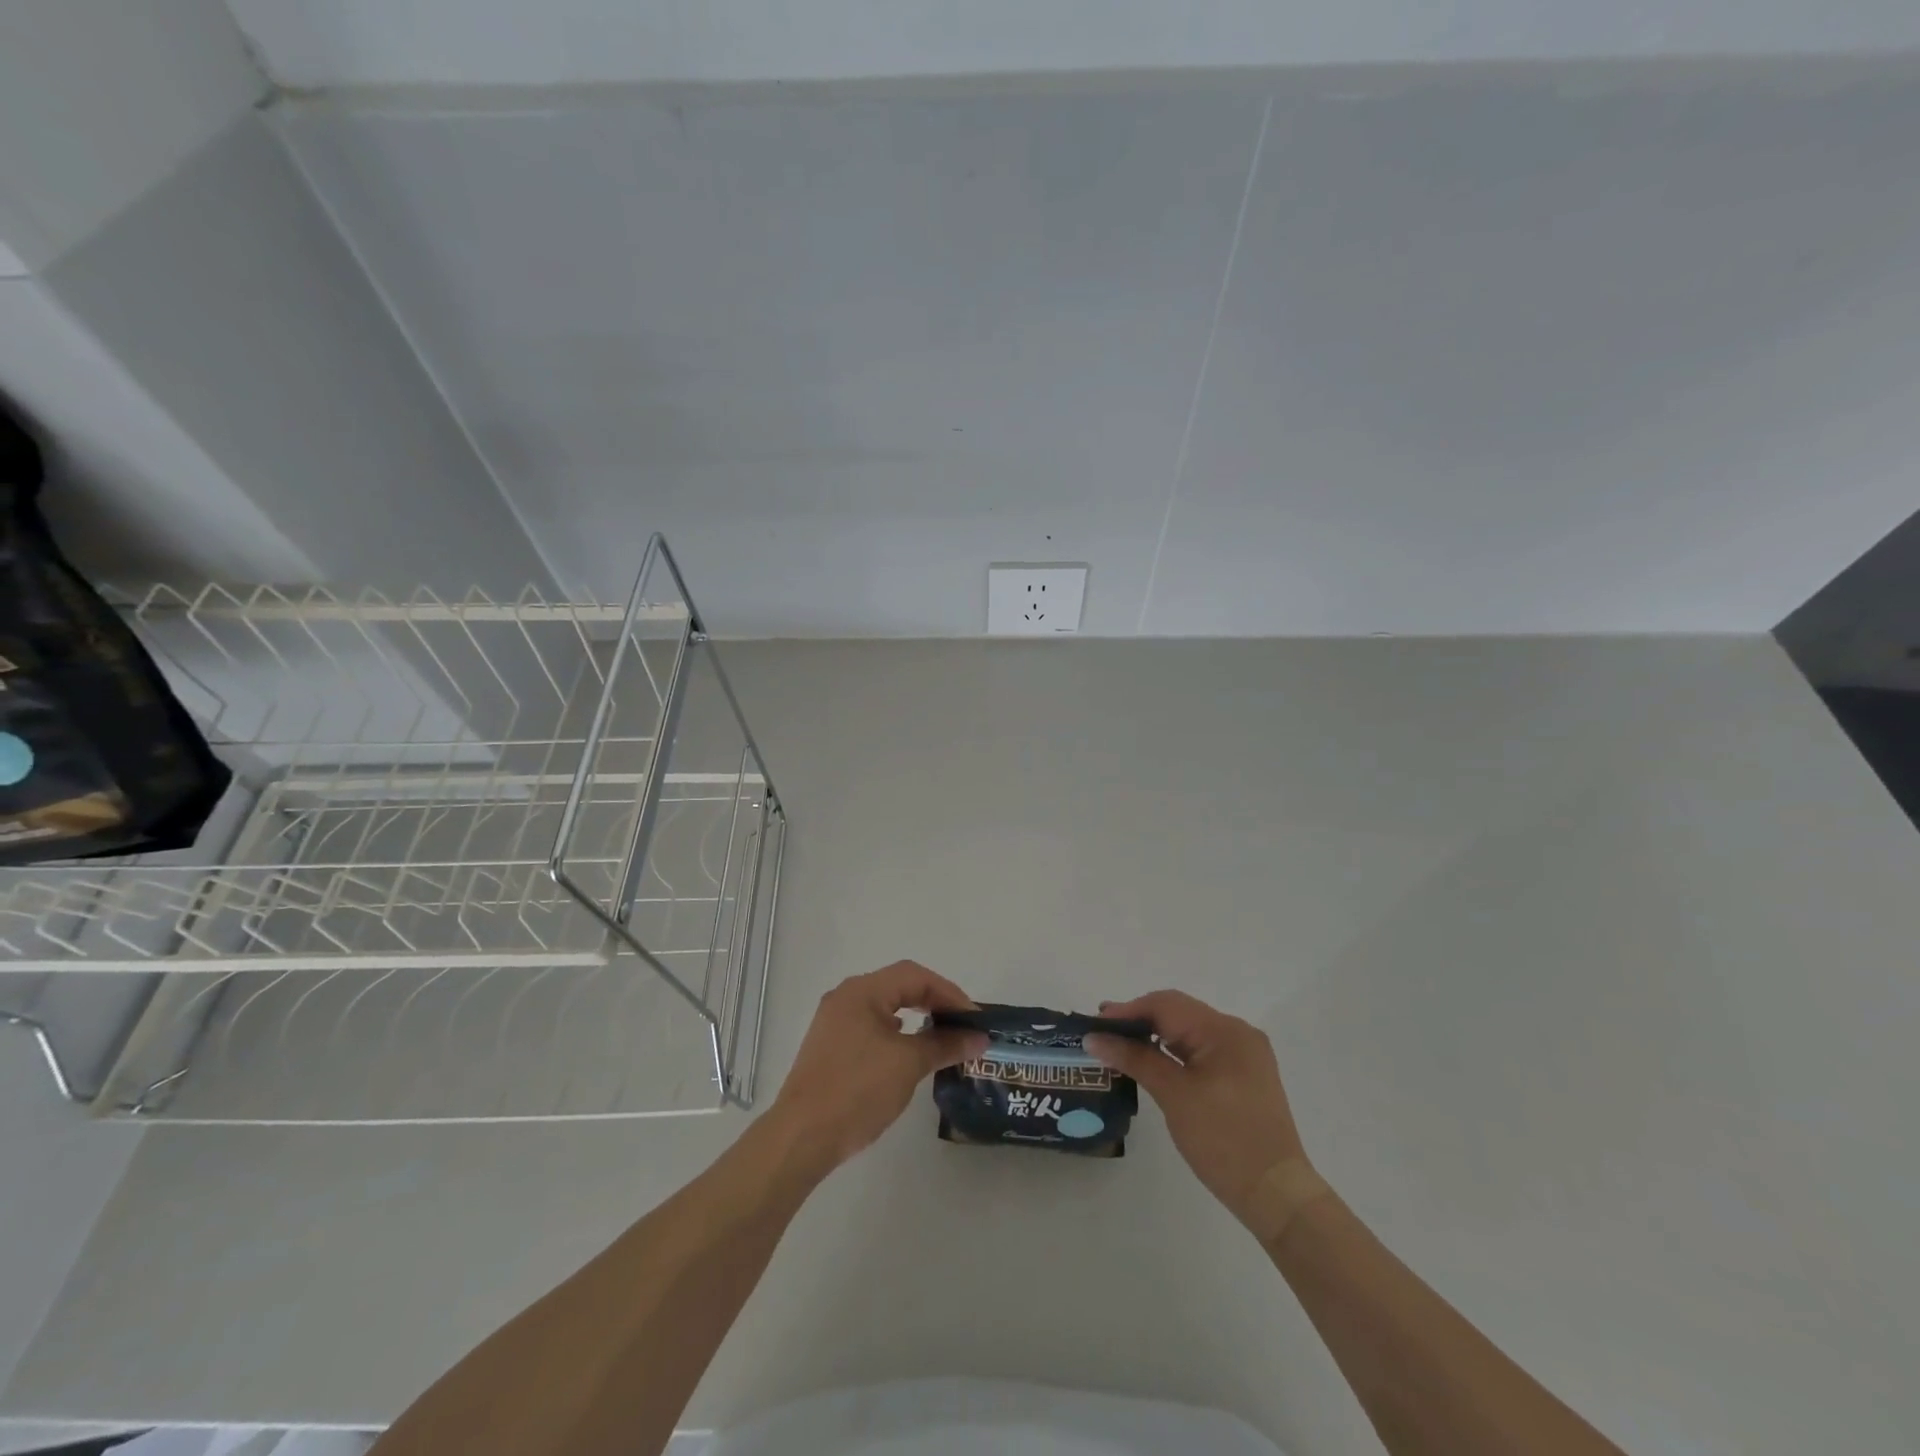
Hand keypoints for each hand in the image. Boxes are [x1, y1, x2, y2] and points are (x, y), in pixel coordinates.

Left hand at [767, 961, 987, 1174]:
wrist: (801, 1138)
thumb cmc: (857, 1091)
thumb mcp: (908, 1064)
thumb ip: (944, 1044)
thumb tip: (978, 1038)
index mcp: (862, 991)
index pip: (914, 976)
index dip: (949, 993)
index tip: (974, 1018)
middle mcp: (845, 998)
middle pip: (899, 986)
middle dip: (934, 1002)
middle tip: (963, 1025)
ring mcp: (834, 1022)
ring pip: (885, 1007)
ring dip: (916, 1017)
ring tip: (943, 1037)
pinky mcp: (830, 1047)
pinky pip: (872, 1026)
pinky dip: (897, 1033)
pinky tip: (908, 1050)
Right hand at [1086, 990, 1325, 1242]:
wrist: (1276, 1194)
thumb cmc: (1223, 1140)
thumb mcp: (1174, 1095)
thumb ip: (1134, 1059)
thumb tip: (1094, 1037)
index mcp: (1225, 1030)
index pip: (1167, 1005)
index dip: (1128, 1011)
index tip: (1094, 1022)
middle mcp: (1237, 1033)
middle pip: (1179, 1013)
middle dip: (1139, 1020)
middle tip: (1102, 1032)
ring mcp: (1243, 1054)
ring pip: (1189, 1031)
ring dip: (1155, 1036)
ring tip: (1119, 1045)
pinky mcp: (1243, 1075)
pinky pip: (1201, 1050)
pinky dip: (1174, 1052)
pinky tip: (1152, 1061)